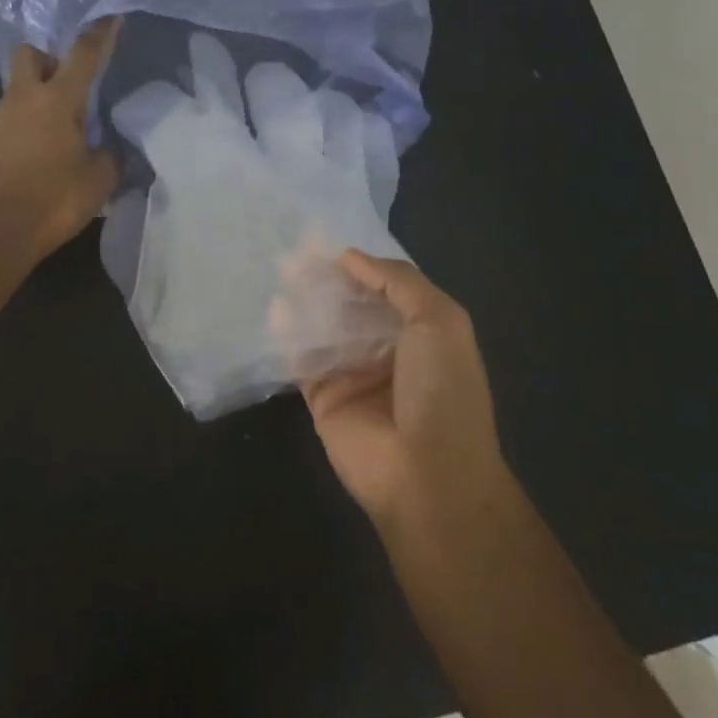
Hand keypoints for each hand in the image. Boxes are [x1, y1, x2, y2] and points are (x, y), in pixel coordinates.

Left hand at [0, 19, 121, 261]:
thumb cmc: (56, 200)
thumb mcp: (100, 180)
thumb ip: (110, 157)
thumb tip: (110, 150)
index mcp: (57, 101)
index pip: (83, 55)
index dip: (101, 34)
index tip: (111, 19)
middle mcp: (22, 101)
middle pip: (29, 55)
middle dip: (48, 60)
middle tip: (66, 87)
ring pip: (15, 93)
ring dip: (33, 102)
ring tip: (52, 137)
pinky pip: (3, 125)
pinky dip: (19, 132)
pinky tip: (30, 162)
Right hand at [300, 251, 508, 546]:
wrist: (428, 476)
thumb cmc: (443, 392)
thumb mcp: (440, 322)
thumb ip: (397, 282)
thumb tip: (350, 256)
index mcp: (421, 331)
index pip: (384, 287)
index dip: (358, 264)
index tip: (325, 240)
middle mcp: (386, 348)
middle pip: (349, 304)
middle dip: (326, 278)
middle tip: (295, 253)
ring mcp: (352, 373)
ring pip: (323, 326)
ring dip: (304, 300)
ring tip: (281, 271)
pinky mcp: (323, 396)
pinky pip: (301, 358)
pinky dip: (287, 334)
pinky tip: (275, 310)